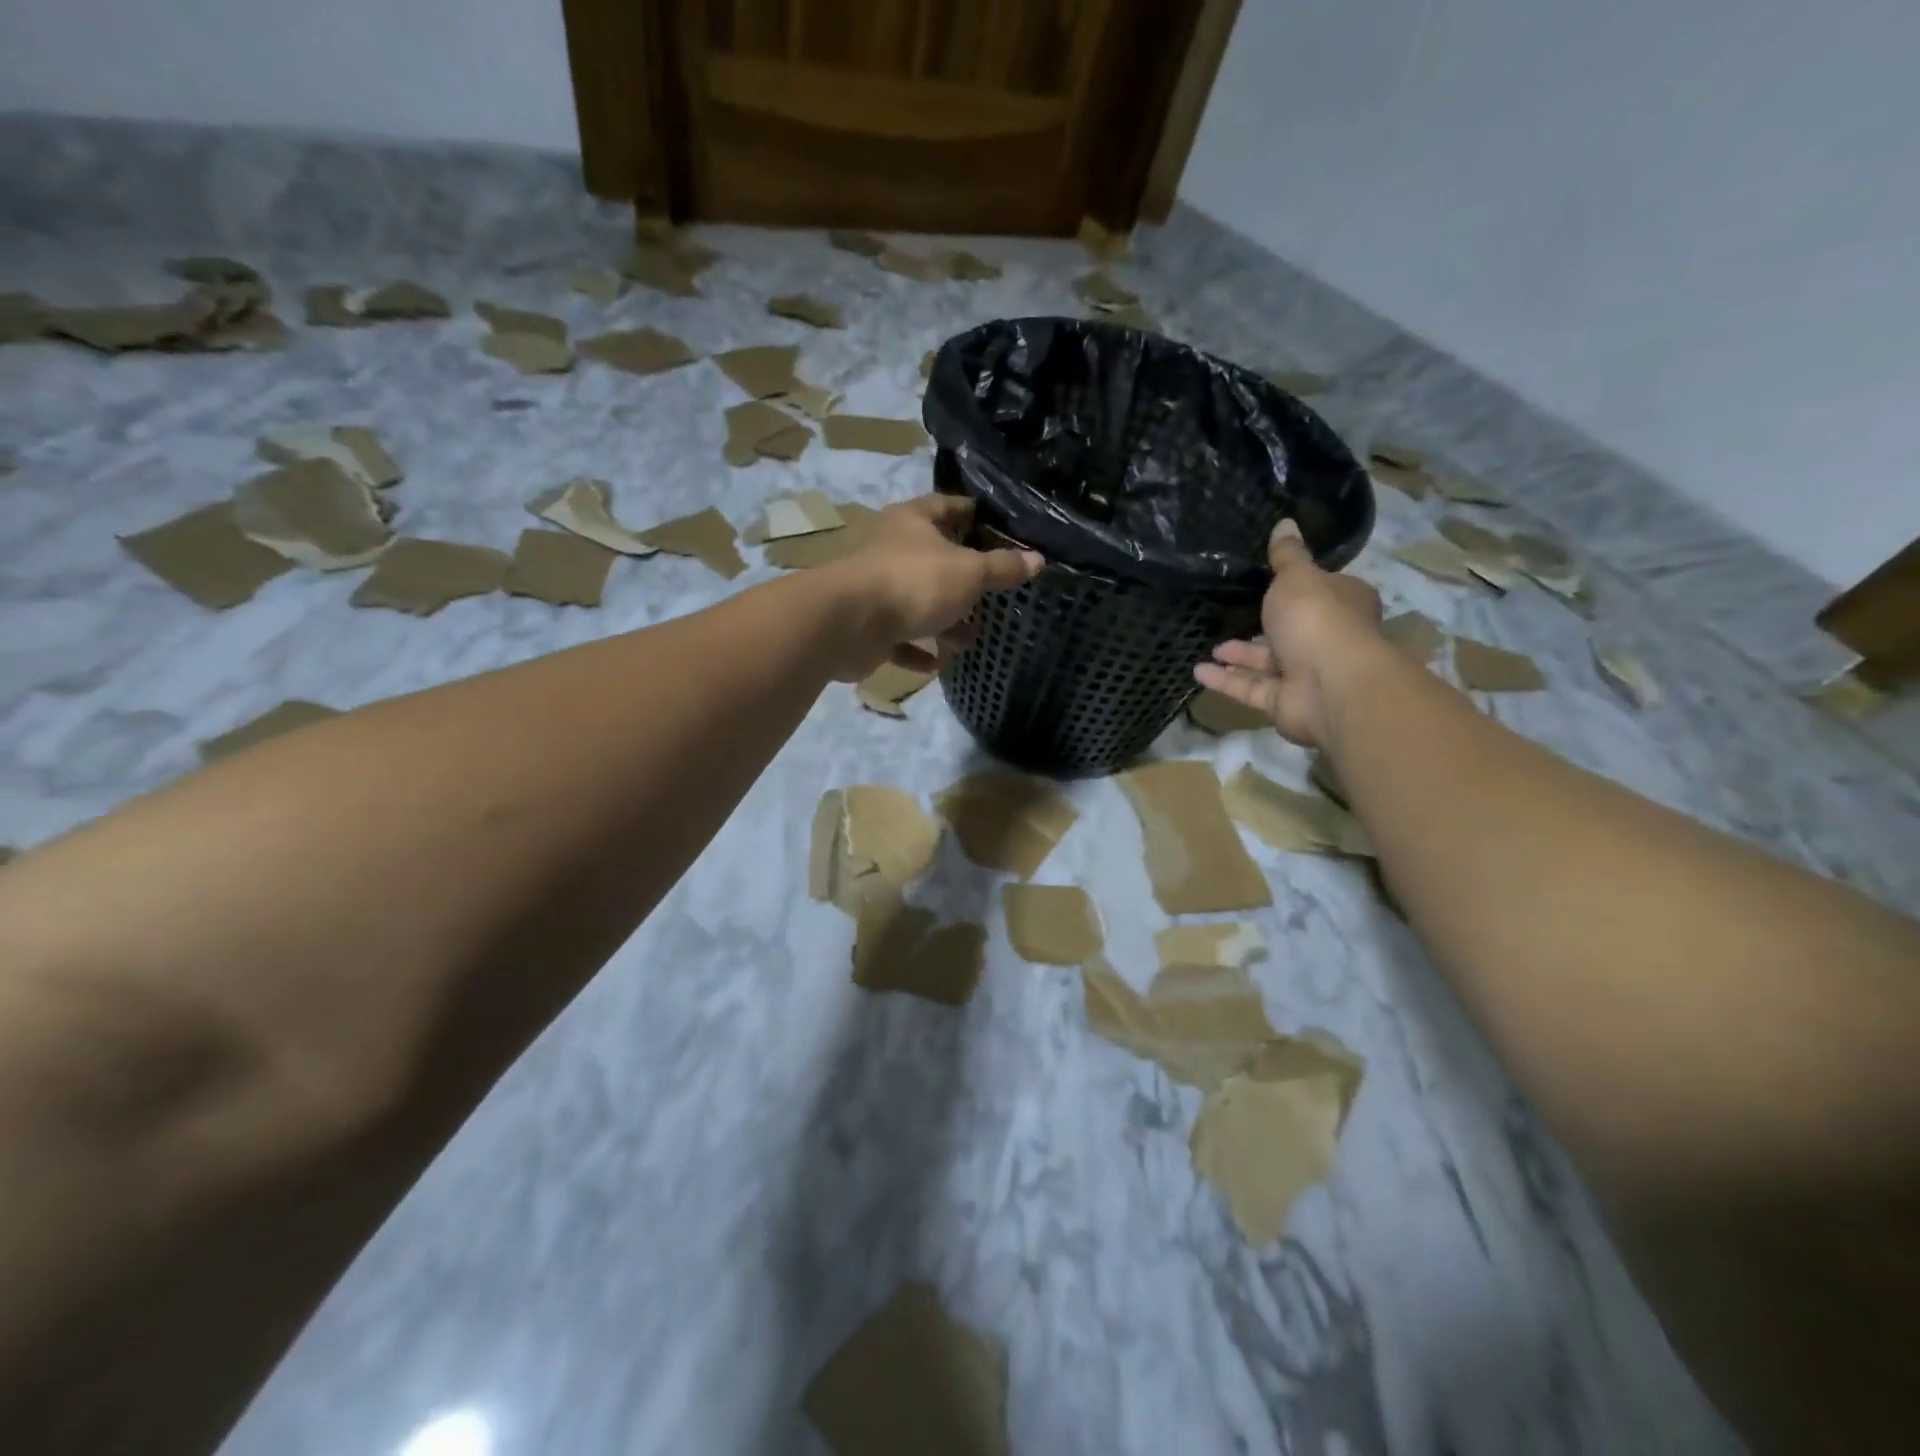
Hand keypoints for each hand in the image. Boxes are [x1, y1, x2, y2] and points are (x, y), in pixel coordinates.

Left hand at [823, 495, 1043, 682]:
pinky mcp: (867, 625)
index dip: (977, 517)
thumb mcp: (969, 572)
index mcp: (913, 521)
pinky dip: (916, 649)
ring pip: (917, 601)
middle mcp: (892, 549)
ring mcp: (876, 588)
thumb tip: (1037, 560)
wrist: (848, 624)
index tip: (1004, 533)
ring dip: (943, 620)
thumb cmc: (913, 583)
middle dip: (963, 578)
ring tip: (970, 638)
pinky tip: (936, 663)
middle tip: (994, 594)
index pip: (950, 506)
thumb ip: (1002, 568)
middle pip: (935, 557)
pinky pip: (898, 638)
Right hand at [1194, 520, 1384, 745]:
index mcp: (1342, 603)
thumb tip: (1285, 522)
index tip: (1268, 582)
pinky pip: (1252, 688)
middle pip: (1291, 629)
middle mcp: (1327, 638)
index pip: (1321, 591)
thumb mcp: (1297, 577)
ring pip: (1267, 662)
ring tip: (1209, 647)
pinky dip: (1227, 680)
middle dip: (1261, 625)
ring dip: (1239, 655)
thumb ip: (1286, 556)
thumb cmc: (1317, 619)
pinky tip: (1198, 671)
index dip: (1297, 586)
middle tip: (1229, 615)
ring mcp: (1307, 674)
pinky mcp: (1285, 702)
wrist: (1330, 685)